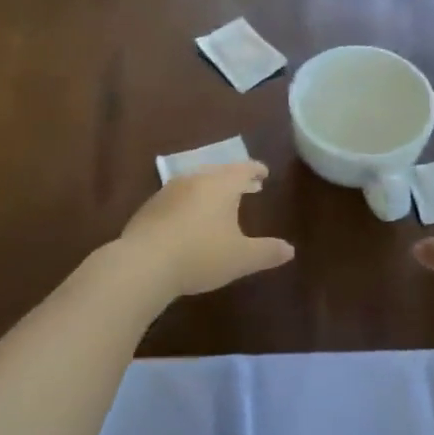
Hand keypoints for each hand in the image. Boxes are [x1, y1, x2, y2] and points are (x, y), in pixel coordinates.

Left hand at [119, 162, 294, 299]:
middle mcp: (194, 181)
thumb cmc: (200, 256)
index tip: (264, 173)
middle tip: (247, 186)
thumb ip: (267, 252)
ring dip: (211, 190)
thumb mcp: (241, 258)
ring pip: (196, 183)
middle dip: (235, 179)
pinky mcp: (149, 209)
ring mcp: (168, 192)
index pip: (243, 170)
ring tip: (219, 202)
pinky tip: (189, 219)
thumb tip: (290, 250)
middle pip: (218, 173)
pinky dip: (190, 203)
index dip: (255, 170)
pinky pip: (177, 198)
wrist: (143, 264)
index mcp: (220, 185)